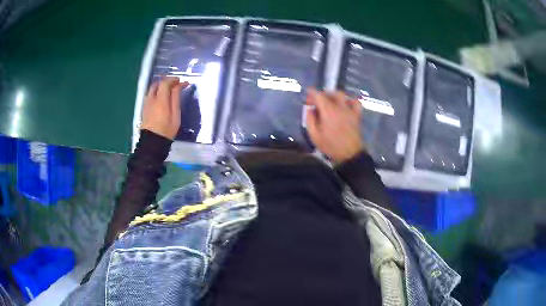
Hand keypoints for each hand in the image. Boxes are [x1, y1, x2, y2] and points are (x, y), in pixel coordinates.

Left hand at [141, 77, 188, 139]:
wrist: (152, 142)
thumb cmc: (166, 130)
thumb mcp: (175, 115)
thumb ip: (175, 98)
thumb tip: (178, 86)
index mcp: (161, 99)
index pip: (166, 83)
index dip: (174, 80)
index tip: (183, 82)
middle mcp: (152, 98)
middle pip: (158, 83)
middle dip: (167, 81)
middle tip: (176, 84)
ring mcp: (146, 103)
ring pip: (152, 88)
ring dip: (161, 86)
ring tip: (168, 90)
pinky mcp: (144, 108)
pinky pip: (149, 94)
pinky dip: (156, 91)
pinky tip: (161, 97)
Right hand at [306, 89, 363, 164]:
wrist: (349, 154)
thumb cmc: (330, 146)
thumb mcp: (314, 135)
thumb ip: (310, 120)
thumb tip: (309, 109)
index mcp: (328, 111)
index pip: (319, 95)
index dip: (311, 93)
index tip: (308, 99)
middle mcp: (339, 107)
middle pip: (331, 93)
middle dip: (322, 94)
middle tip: (317, 102)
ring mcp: (349, 110)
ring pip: (342, 95)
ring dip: (334, 95)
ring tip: (330, 102)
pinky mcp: (356, 115)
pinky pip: (356, 102)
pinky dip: (350, 100)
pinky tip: (345, 104)